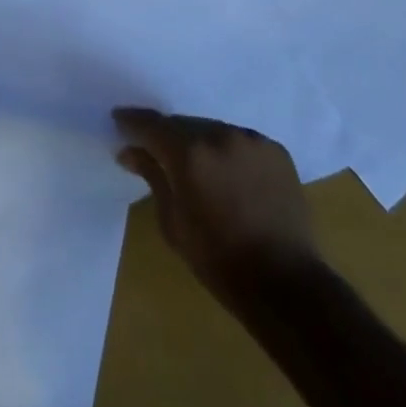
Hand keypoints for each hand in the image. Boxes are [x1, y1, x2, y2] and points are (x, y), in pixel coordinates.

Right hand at [113, 108, 315, 292]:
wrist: (286, 285)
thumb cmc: (219, 261)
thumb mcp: (173, 223)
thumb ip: (152, 177)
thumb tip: (129, 151)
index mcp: (189, 153)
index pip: (151, 125)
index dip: (132, 122)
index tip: (119, 121)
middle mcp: (219, 135)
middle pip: (183, 125)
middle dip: (168, 137)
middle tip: (159, 153)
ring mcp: (250, 140)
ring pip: (213, 130)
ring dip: (201, 144)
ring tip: (200, 170)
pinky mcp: (275, 150)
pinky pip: (241, 142)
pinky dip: (230, 153)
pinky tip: (232, 178)